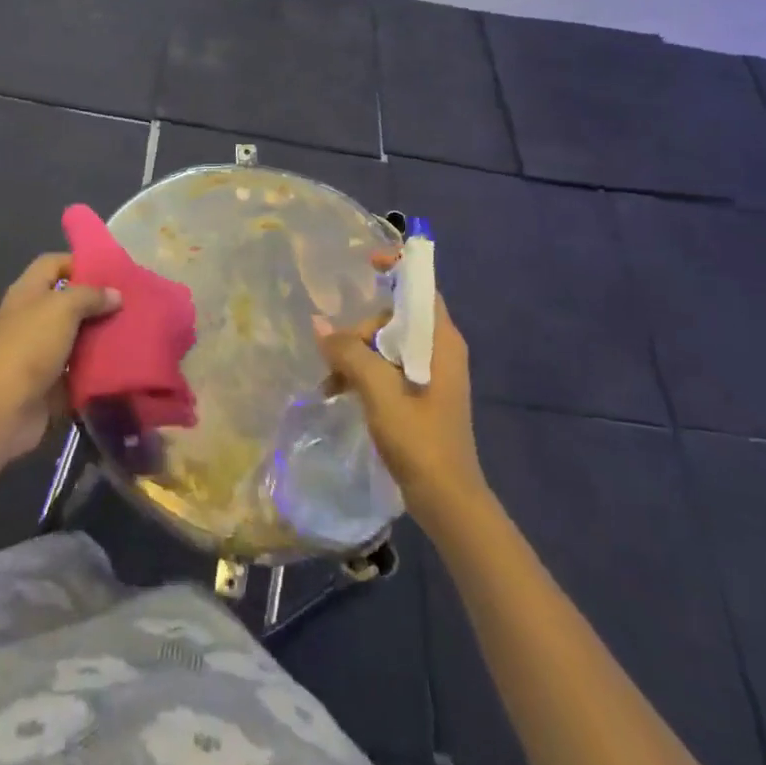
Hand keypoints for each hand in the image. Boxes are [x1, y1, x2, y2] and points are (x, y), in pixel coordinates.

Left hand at [0, 254, 120, 461]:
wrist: (4, 409)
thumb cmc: (29, 346)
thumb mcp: (62, 308)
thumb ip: (90, 296)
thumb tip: (115, 294)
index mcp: (28, 292)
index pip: (53, 264)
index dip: (79, 262)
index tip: (112, 271)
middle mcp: (32, 317)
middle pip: (68, 301)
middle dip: (97, 301)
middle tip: (131, 302)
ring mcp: (41, 351)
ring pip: (77, 335)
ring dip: (101, 334)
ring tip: (134, 329)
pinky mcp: (51, 381)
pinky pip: (79, 367)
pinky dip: (98, 365)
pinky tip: (124, 360)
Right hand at [315, 279, 487, 525]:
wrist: (448, 500)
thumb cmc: (419, 440)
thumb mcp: (378, 393)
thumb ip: (349, 353)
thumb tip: (318, 323)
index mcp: (440, 341)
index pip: (421, 287)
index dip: (396, 268)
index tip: (365, 264)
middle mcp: (439, 349)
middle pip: (394, 317)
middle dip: (360, 330)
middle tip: (335, 358)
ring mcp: (431, 372)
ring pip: (386, 343)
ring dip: (356, 355)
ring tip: (331, 383)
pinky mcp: (421, 392)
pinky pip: (388, 365)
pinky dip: (364, 372)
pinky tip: (341, 391)